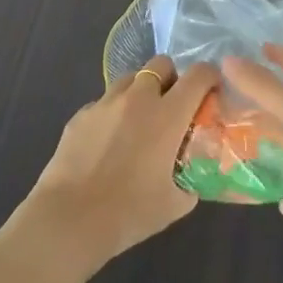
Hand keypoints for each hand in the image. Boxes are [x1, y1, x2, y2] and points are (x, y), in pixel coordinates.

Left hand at [23, 56, 219, 266]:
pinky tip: (107, 142)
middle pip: (161, 64)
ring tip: (138, 122)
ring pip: (130, 78)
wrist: (70, 218)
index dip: (210, 77)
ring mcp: (106, 102)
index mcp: (168, 115)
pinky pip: (104, 102)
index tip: (212, 90)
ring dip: (141, 91)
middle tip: (171, 107)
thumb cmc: (128, 212)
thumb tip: (191, 174)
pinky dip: (113, 113)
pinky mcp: (81, 114)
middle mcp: (138, 98)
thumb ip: (189, 182)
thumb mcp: (175, 204)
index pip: (198, 75)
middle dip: (171, 78)